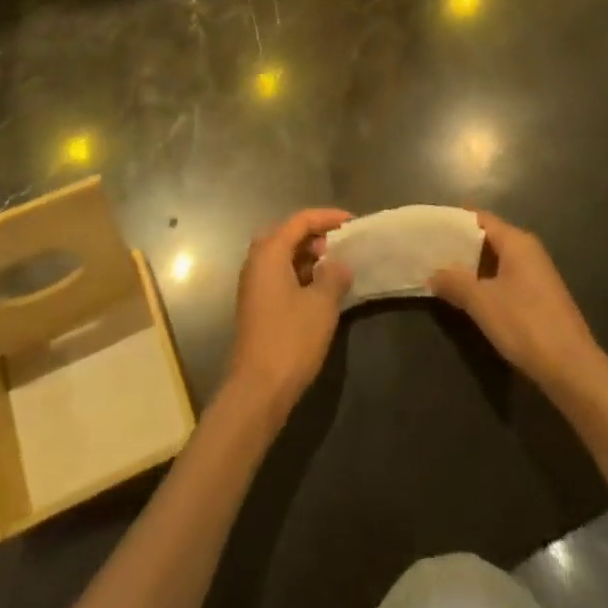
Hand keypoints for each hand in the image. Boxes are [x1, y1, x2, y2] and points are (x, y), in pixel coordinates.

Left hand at [225, 208, 352, 417]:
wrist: (257, 389)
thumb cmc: (291, 340)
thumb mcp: (321, 305)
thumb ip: (334, 276)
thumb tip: (339, 264)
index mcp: (269, 252)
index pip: (300, 220)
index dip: (328, 217)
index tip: (353, 221)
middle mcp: (256, 261)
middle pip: (289, 234)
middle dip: (317, 236)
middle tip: (343, 245)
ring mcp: (254, 284)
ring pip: (284, 256)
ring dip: (309, 256)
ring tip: (337, 267)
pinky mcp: (257, 304)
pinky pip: (281, 275)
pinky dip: (301, 274)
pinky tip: (321, 290)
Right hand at [430, 211, 607, 398]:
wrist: (573, 369)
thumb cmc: (525, 325)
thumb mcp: (482, 302)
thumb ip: (455, 282)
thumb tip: (433, 273)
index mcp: (517, 242)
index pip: (480, 218)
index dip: (454, 220)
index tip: (429, 227)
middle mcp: (529, 251)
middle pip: (489, 237)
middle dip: (460, 245)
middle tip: (430, 251)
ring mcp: (537, 274)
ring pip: (497, 260)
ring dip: (472, 266)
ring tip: (442, 273)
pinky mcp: (540, 297)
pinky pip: (506, 277)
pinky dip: (486, 281)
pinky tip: (470, 296)